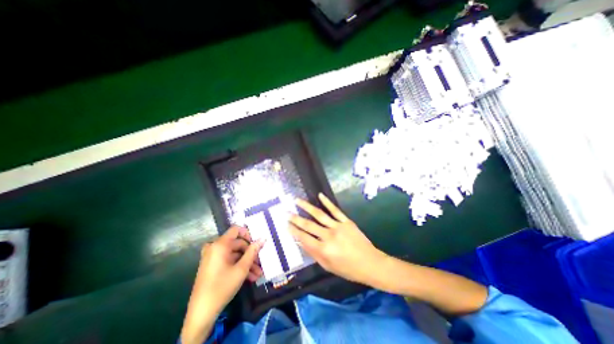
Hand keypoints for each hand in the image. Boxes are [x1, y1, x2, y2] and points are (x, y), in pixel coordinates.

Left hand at [179, 226, 262, 343]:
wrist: (201, 313)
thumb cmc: (222, 287)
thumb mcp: (242, 269)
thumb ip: (253, 252)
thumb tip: (263, 238)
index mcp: (220, 245)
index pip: (236, 229)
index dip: (248, 234)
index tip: (256, 243)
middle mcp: (215, 248)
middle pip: (237, 244)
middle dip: (250, 254)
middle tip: (260, 263)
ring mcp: (212, 257)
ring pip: (234, 255)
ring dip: (247, 263)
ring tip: (258, 274)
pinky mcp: (212, 266)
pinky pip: (228, 261)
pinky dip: (239, 267)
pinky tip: (250, 277)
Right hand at [290, 194, 384, 286]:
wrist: (371, 263)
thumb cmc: (348, 269)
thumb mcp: (328, 266)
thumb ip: (314, 254)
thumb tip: (302, 242)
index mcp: (323, 250)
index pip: (304, 238)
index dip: (293, 231)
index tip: (285, 224)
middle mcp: (328, 236)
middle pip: (308, 225)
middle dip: (295, 218)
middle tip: (286, 212)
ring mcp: (338, 226)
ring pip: (319, 214)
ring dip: (306, 207)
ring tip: (297, 200)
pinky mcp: (346, 221)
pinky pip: (335, 210)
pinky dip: (327, 202)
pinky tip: (320, 195)